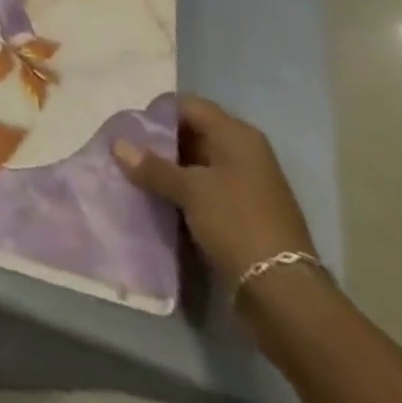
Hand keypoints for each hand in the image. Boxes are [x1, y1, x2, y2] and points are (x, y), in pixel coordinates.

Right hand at [116, 96, 315, 286]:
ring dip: (170, 171)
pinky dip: (184, 193)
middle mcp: (244, 153)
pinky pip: (206, 191)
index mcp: (237, 135)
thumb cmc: (237, 224)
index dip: (158, 113)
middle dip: (160, 144)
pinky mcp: (244, 215)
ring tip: (137, 178)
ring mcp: (246, 185)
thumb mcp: (190, 190)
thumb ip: (152, 166)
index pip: (188, 106)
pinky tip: (159, 201)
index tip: (131, 129)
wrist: (285, 296)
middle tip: (129, 154)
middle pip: (193, 134)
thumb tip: (116, 144)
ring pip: (198, 165)